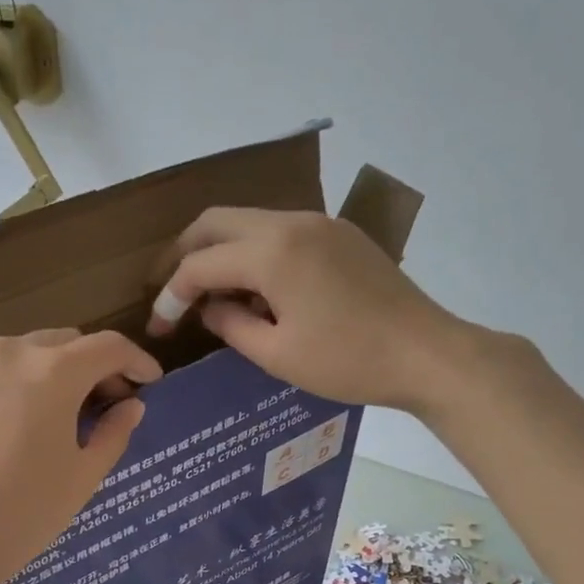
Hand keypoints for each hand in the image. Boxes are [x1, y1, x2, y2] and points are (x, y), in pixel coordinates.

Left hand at [0, 329, 160, 583]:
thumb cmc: (23, 515)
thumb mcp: (83, 478)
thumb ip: (114, 432)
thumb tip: (130, 406)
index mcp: (52, 372)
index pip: (108, 347)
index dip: (136, 361)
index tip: (148, 381)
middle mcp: (4, 352)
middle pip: (59, 344)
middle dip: (85, 368)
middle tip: (97, 404)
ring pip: (12, 356)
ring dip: (35, 378)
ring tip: (37, 421)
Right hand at [150, 207, 478, 412]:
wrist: (424, 353)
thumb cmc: (348, 362)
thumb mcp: (278, 356)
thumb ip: (232, 326)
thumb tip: (209, 307)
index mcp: (272, 252)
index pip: (200, 263)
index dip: (171, 296)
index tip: (159, 329)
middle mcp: (291, 222)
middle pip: (217, 221)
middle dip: (185, 254)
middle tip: (170, 292)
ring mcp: (319, 223)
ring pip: (249, 222)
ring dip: (220, 252)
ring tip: (210, 295)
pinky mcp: (339, 235)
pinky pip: (280, 232)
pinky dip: (254, 253)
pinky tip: (256, 290)